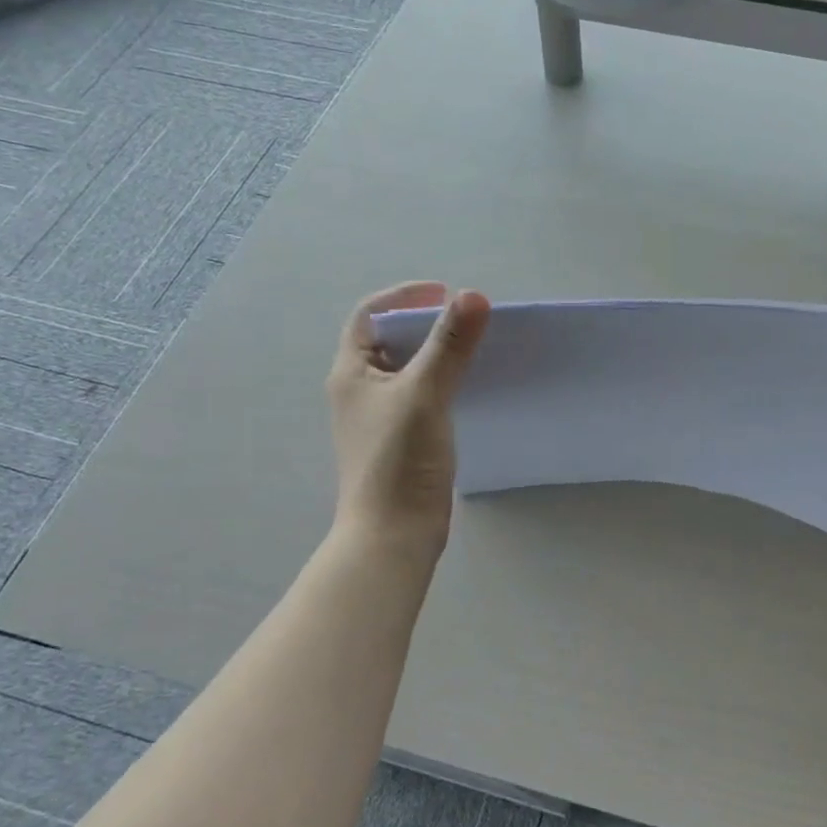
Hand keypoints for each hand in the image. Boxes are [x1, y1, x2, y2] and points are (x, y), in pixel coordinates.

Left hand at [327, 281, 490, 552]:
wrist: (394, 533)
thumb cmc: (399, 459)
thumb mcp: (424, 393)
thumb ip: (449, 345)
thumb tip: (473, 296)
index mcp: (351, 372)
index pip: (370, 315)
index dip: (404, 296)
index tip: (445, 293)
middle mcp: (360, 390)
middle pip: (390, 340)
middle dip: (427, 323)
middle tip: (467, 320)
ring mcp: (381, 416)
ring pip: (409, 369)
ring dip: (438, 352)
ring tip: (475, 347)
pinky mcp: (402, 438)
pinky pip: (423, 394)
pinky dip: (444, 381)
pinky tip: (471, 387)